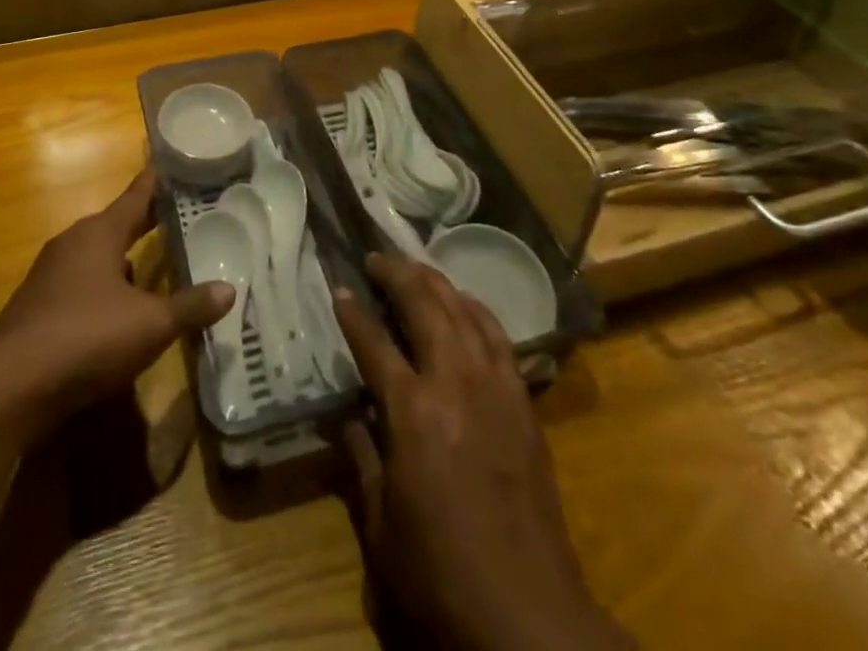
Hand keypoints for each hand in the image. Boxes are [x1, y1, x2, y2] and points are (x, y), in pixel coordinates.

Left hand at [0, 168, 232, 433]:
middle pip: (116, 223)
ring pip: (97, 256)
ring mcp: (50, 275)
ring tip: (155, 265)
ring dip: (124, 258)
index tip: (177, 163)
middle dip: (146, 222)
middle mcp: (73, 243)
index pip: (137, 194)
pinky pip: (81, 284)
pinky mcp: (37, 307)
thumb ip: (190, 306)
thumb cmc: (86, 337)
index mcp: (100, 232)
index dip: (159, 181)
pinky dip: (104, 288)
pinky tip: (119, 312)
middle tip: (180, 215)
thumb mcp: (150, 324)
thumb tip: (230, 290)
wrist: (8, 387)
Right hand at [333, 254, 632, 650]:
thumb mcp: (381, 524)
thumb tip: (349, 416)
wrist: (528, 609)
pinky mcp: (522, 399)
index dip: (353, 312)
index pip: (374, 343)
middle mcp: (453, 382)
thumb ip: (361, 458)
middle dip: (396, 274)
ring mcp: (494, 386)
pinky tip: (465, 304)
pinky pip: (497, 336)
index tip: (339, 288)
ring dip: (436, 282)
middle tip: (376, 257)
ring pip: (463, 310)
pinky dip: (476, 310)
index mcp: (412, 411)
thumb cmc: (442, 570)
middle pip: (424, 306)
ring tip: (415, 268)